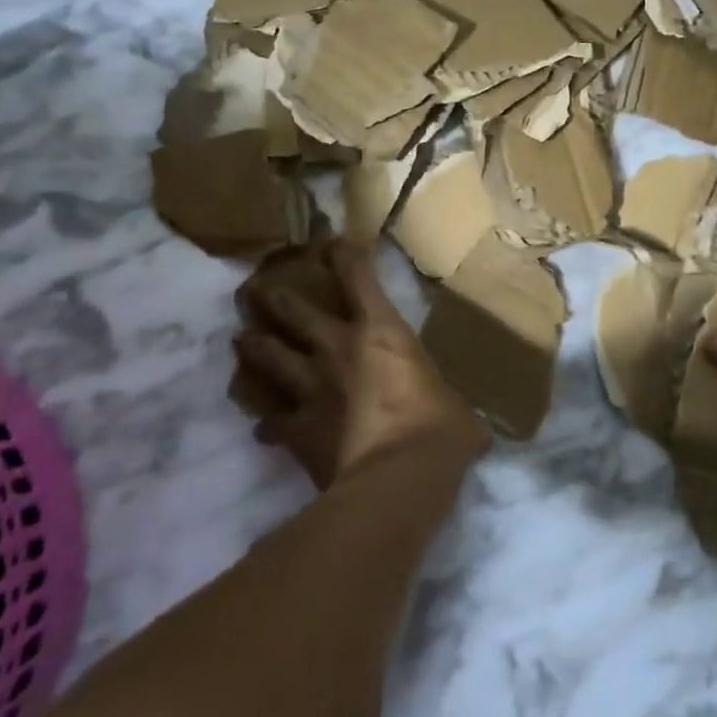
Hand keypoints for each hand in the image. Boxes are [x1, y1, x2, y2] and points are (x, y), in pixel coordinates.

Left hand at [233, 237, 488, 488]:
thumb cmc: (438, 428)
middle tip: (256, 290)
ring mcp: (312, 388)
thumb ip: (452, 411)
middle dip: (276, 298)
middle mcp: (338, 349)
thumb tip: (475, 435)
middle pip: (296, 313)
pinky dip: (267, 424)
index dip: (343, 256)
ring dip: (254, 348)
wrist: (398, 476)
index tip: (331, 241)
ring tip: (241, 339)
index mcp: (380, 332)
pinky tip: (261, 428)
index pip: (358, 279)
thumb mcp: (455, 409)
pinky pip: (272, 423)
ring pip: (271, 358)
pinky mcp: (297, 429)